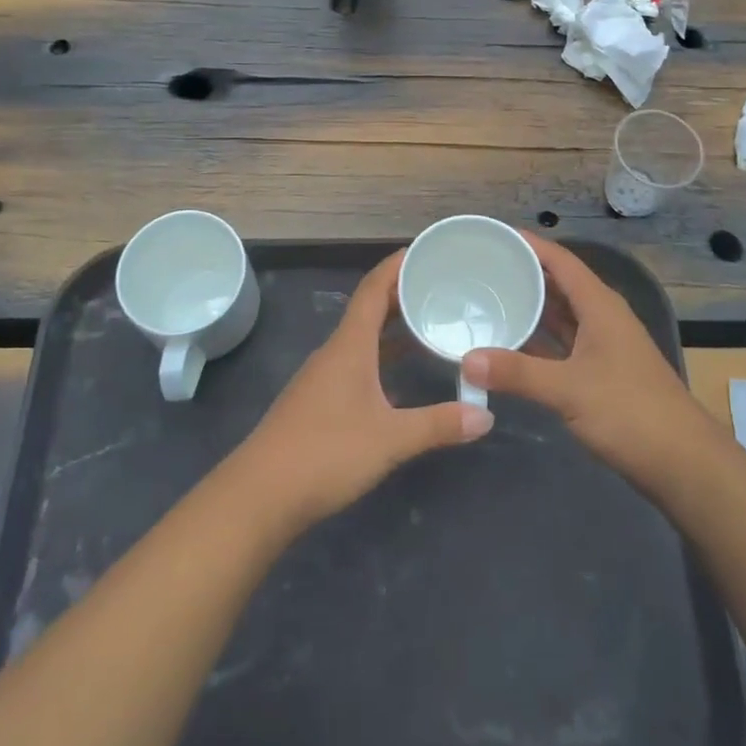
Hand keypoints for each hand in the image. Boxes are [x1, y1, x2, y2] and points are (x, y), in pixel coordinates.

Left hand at [233, 252, 492, 533]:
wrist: (260, 495)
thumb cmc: (325, 453)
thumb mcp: (390, 439)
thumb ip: (438, 424)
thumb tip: (486, 415)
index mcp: (350, 345)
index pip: (374, 288)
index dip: (397, 265)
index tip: (426, 250)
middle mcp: (335, 352)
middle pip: (370, 309)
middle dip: (403, 294)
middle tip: (442, 287)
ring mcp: (324, 377)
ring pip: (363, 337)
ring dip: (393, 327)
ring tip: (430, 324)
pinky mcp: (319, 401)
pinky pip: (357, 362)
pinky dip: (382, 356)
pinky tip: (401, 374)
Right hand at [463, 235, 706, 492]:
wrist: (684, 463)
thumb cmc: (630, 412)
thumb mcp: (568, 390)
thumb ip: (517, 373)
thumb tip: (467, 360)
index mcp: (599, 306)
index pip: (560, 260)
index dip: (530, 245)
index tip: (493, 236)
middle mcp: (602, 317)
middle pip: (559, 284)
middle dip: (523, 275)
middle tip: (479, 269)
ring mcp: (603, 346)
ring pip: (561, 316)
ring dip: (530, 309)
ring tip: (487, 301)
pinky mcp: (602, 373)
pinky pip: (563, 344)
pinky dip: (538, 341)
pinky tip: (511, 346)